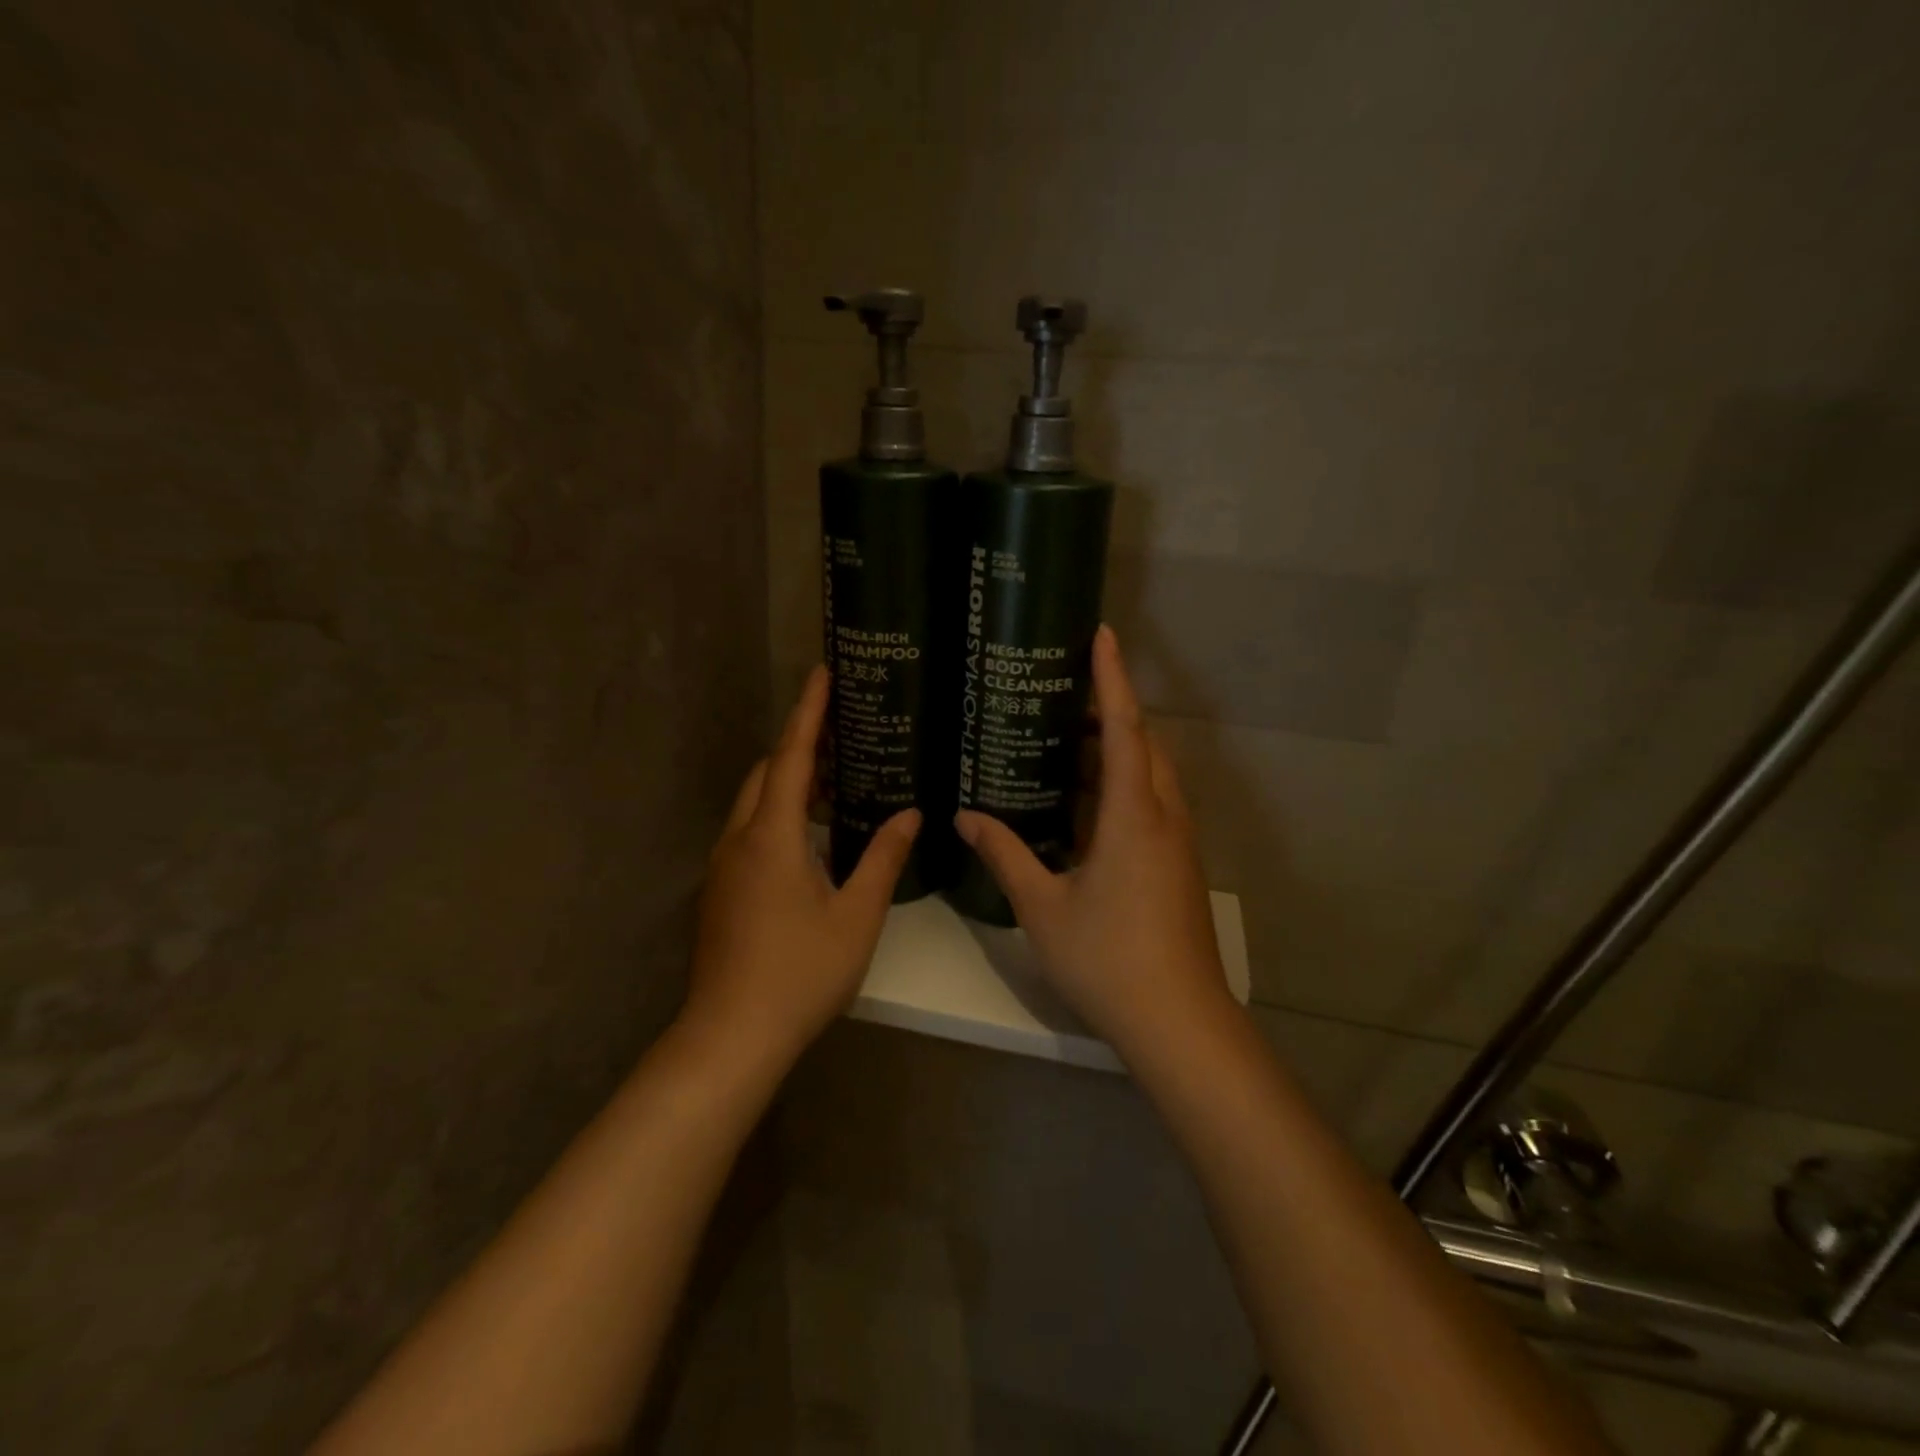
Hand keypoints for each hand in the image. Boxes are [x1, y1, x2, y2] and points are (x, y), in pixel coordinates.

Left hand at [682, 666, 919, 1067]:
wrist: (730, 1036)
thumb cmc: (799, 973)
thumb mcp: (856, 916)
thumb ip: (884, 859)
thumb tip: (911, 814)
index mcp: (772, 837)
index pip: (793, 756)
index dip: (809, 712)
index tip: (822, 671)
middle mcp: (739, 841)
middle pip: (767, 773)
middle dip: (800, 747)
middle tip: (843, 736)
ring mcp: (723, 867)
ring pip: (754, 804)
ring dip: (789, 784)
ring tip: (836, 784)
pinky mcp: (719, 892)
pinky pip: (749, 832)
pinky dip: (778, 816)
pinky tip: (810, 840)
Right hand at [956, 626, 1231, 1058]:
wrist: (1179, 1021)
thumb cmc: (1108, 958)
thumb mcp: (1043, 905)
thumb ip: (1005, 855)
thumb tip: (964, 817)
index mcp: (1134, 815)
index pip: (1125, 727)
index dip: (1112, 677)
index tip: (1101, 634)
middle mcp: (1164, 817)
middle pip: (1143, 745)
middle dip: (1110, 712)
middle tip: (1062, 696)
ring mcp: (1178, 843)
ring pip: (1151, 776)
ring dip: (1118, 752)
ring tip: (1067, 743)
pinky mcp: (1179, 866)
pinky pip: (1152, 805)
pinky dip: (1123, 787)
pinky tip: (1085, 806)